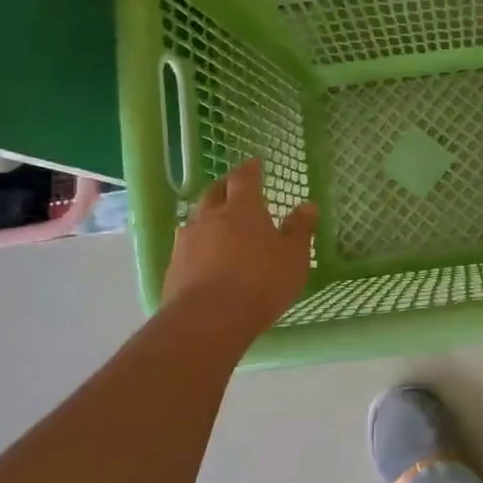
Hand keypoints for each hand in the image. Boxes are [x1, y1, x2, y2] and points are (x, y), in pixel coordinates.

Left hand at [161, 159, 316, 341]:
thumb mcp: (293, 256)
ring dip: (208, 216)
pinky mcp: (174, 267)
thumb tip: (307, 205)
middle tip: (235, 187)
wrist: (208, 320)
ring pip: (197, 218)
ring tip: (218, 223)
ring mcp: (187, 241)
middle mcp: (210, 217)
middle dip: (225, 186)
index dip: (251, 169)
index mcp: (242, 209)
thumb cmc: (260, 282)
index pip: (244, 178)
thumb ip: (300, 229)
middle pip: (214, 192)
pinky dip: (199, 244)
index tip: (256, 162)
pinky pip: (188, 245)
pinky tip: (205, 257)